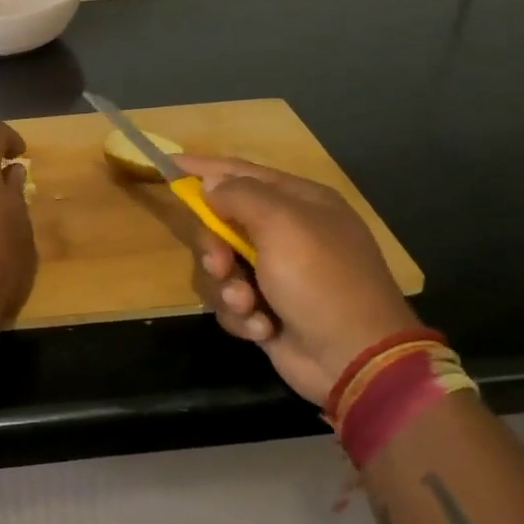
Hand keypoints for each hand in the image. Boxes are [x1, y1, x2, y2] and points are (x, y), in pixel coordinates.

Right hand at [175, 155, 421, 406]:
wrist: (355, 358)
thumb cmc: (321, 280)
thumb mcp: (281, 225)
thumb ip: (241, 195)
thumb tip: (212, 184)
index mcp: (300, 203)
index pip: (242, 172)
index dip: (204, 168)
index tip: (168, 164)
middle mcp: (288, 233)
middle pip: (223, 224)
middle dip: (215, 247)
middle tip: (219, 265)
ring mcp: (278, 274)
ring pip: (222, 267)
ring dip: (228, 287)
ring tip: (248, 304)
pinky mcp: (268, 309)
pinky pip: (232, 301)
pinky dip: (242, 316)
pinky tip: (263, 328)